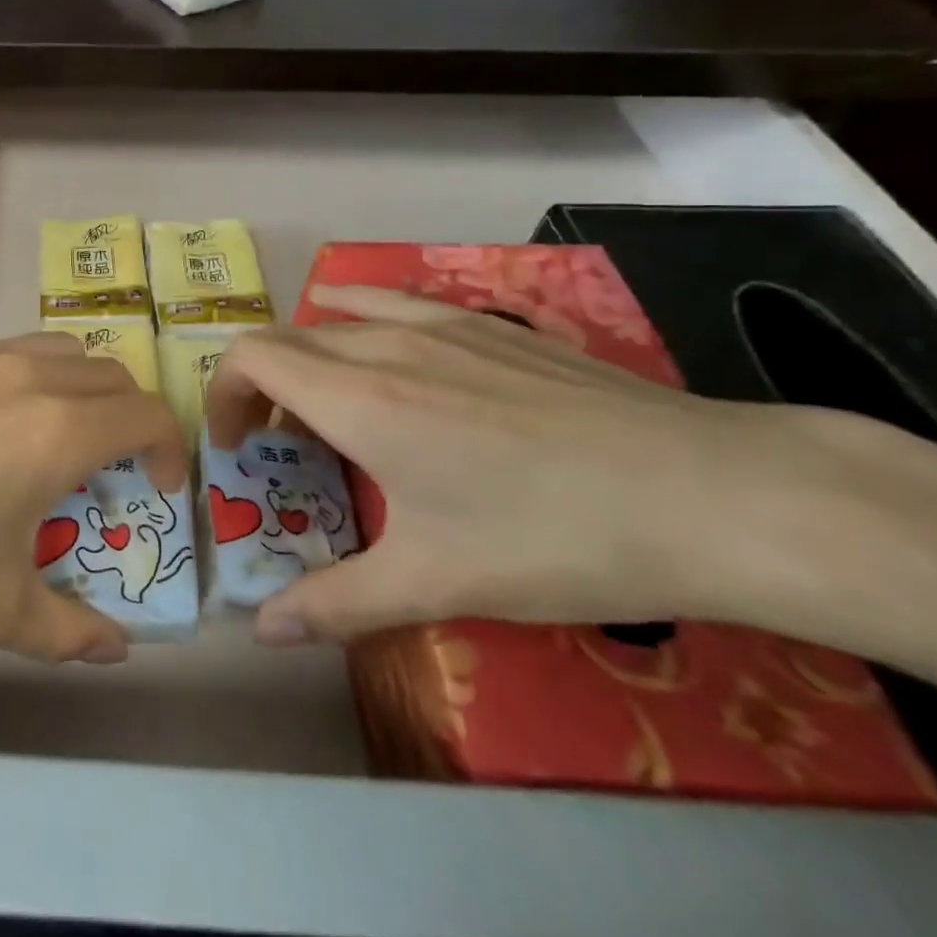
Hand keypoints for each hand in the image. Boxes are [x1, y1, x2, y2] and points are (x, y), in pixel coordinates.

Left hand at [0, 335, 185, 664]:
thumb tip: (115, 650)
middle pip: (107, 374)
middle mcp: (21, 374)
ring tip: (42, 441)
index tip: (157, 490)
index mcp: (56, 427)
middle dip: (126, 418)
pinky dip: (10, 383)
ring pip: (49, 351)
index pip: (147, 413)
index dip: (168, 449)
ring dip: (71, 389)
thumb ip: (65, 630)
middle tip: (106, 470)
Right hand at [205, 285, 801, 646]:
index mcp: (358, 400)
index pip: (249, 358)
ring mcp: (439, 324)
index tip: (235, 449)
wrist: (713, 494)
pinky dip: (357, 320)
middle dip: (258, 387)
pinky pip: (393, 305)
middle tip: (277, 448)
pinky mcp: (488, 324)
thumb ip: (337, 603)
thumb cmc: (556, 539)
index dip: (222, 396)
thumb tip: (262, 631)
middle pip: (284, 338)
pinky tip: (383, 349)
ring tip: (326, 409)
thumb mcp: (437, 582)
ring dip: (307, 358)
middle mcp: (383, 346)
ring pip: (335, 319)